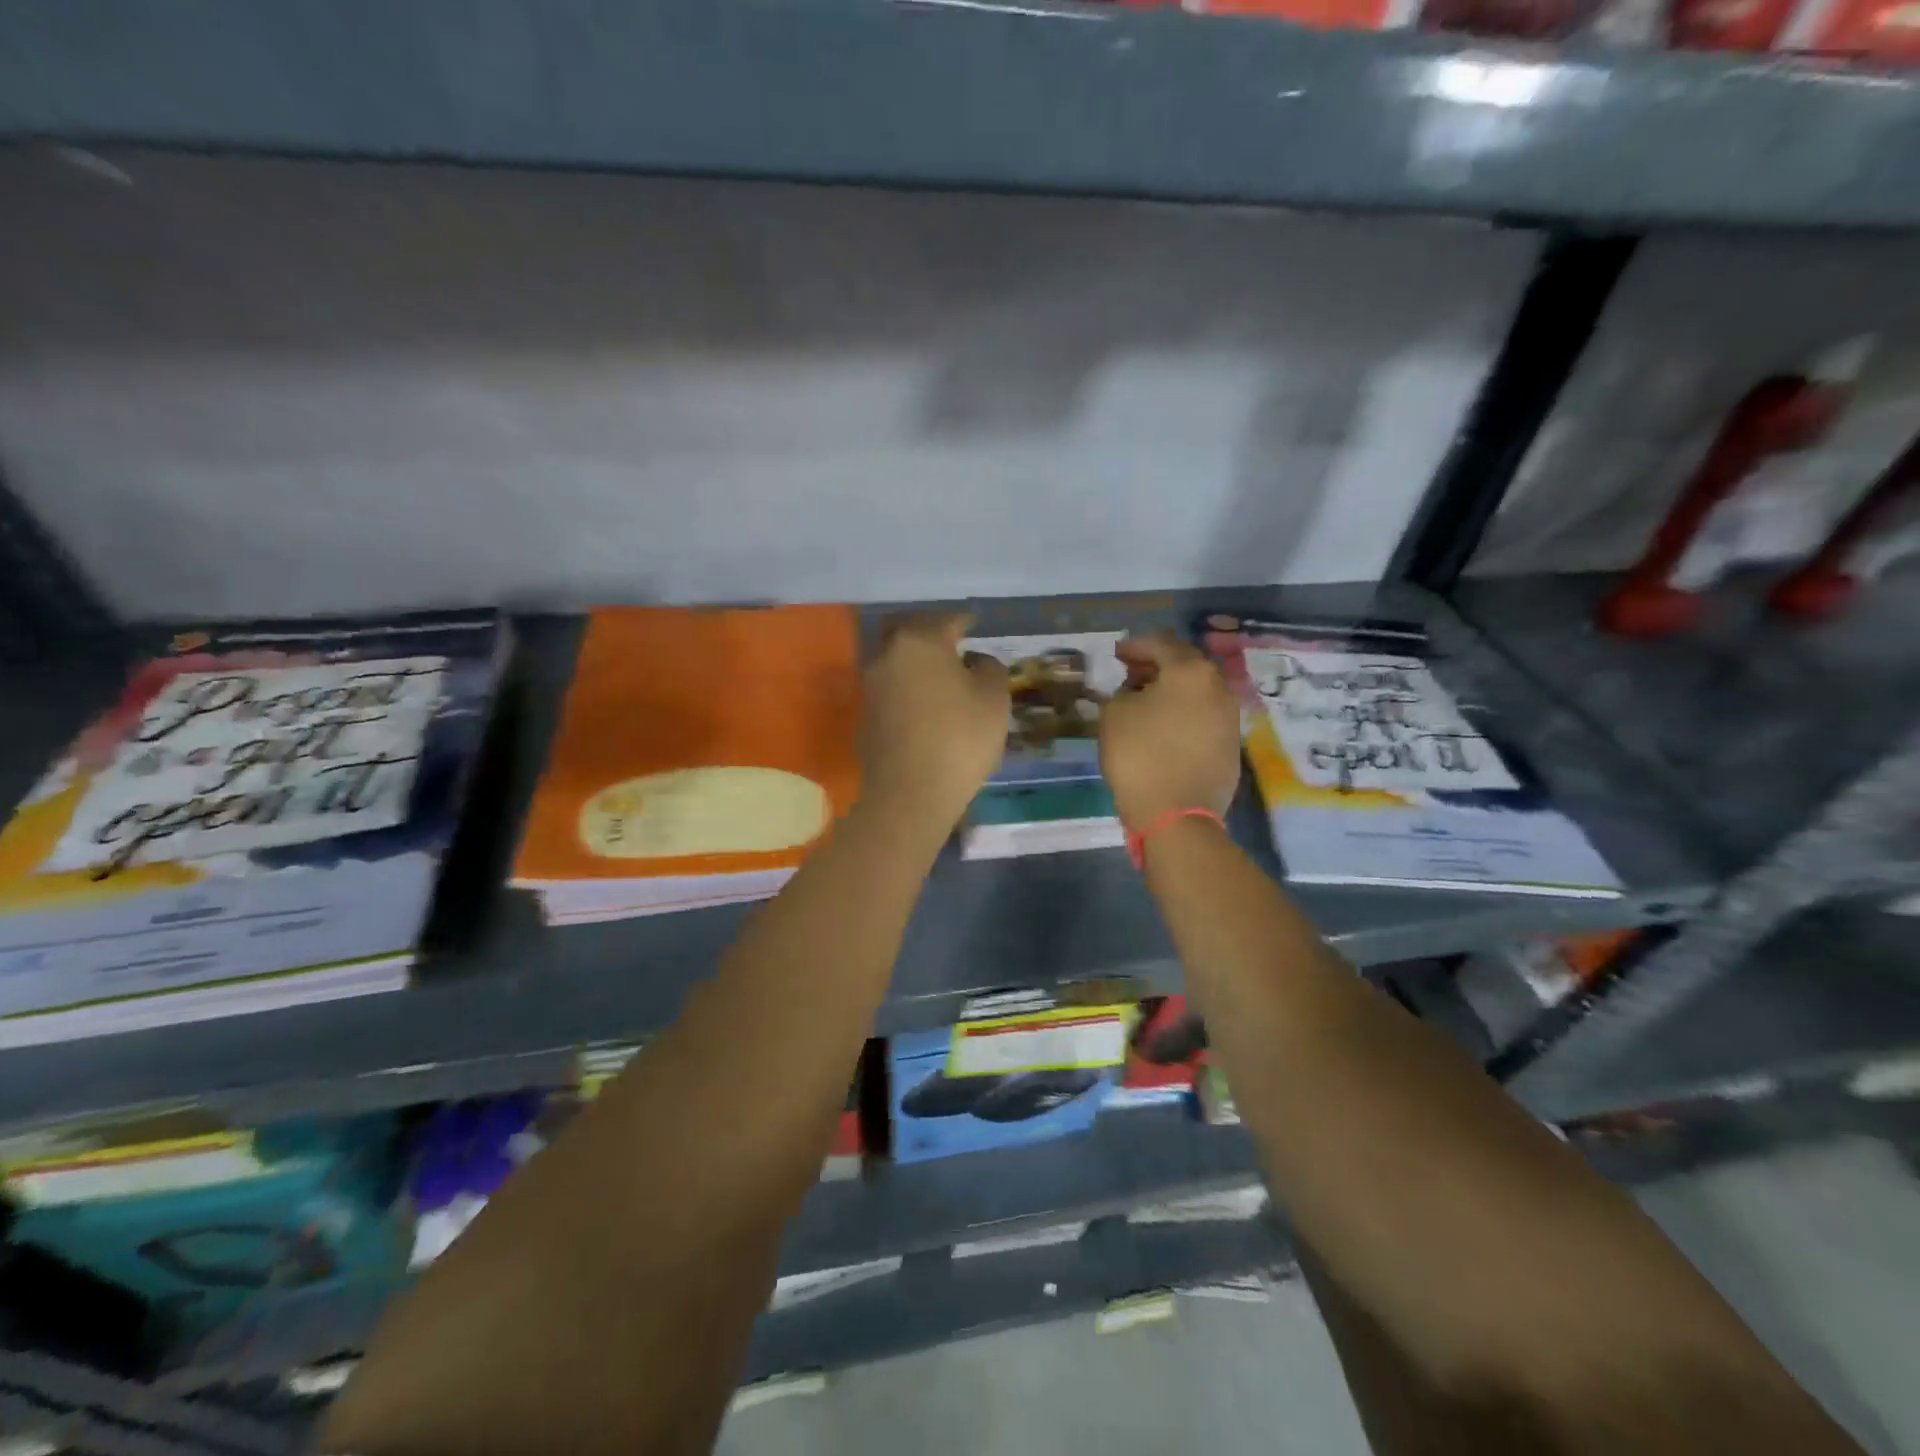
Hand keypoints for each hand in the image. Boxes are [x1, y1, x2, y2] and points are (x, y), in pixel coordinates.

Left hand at [860, 613, 1009, 830]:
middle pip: (914, 638)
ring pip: (900, 667)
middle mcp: (887, 657)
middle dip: (934, 639)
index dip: (964, 622)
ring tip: (944, 682)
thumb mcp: (994, 698)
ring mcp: (870, 689)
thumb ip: (989, 668)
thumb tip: (974, 661)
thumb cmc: (960, 738)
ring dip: (920, 669)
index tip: (974, 624)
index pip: (946, 621)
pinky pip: (892, 696)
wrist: (910, 794)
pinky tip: (926, 712)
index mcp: (919, 643)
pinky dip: (909, 695)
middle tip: (956, 648)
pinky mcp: (865, 719)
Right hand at [1100, 633, 1240, 831]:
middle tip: (1131, 674)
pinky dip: (1183, 713)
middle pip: (1186, 665)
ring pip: (1197, 692)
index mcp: (1190, 672)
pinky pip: (1203, 717)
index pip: (1162, 644)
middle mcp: (1218, 687)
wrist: (1177, 814)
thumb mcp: (1114, 715)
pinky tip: (1164, 728)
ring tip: (1146, 702)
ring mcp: (1230, 718)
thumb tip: (1135, 693)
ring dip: (1172, 691)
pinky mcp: (1231, 745)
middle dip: (1157, 666)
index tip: (1117, 654)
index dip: (1136, 646)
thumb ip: (1123, 692)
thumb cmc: (1140, 755)